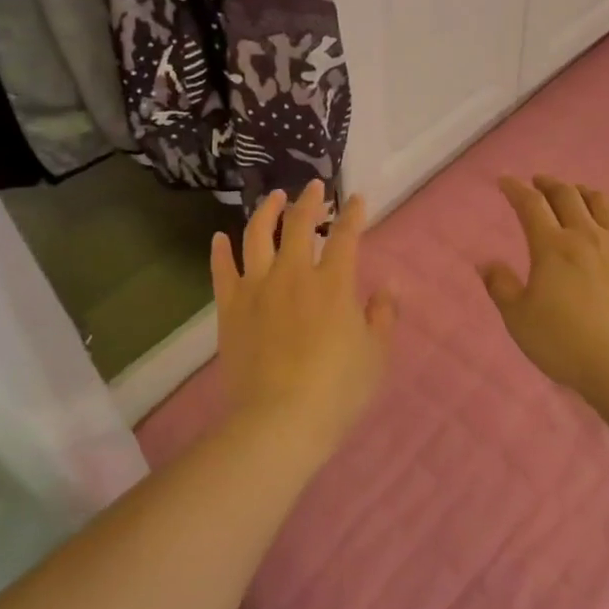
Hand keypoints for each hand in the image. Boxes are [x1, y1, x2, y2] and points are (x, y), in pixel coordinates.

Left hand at [211, 181, 397, 454]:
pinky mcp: (230, 308)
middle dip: (309, 201)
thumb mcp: (375, 355)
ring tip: (273, 197)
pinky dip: (220, 251)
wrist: (278, 421)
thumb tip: (389, 287)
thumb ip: (383, 315)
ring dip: (266, 211)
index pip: (345, 236)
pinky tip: (220, 238)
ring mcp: (257, 289)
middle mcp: (293, 274)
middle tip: (314, 187)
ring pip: (258, 236)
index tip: (356, 199)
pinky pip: (222, 271)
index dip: (352, 214)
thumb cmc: (337, 390)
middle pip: (299, 225)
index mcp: (333, 283)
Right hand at [478, 175, 608, 399]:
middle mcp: (587, 235)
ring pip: (603, 203)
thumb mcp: (518, 318)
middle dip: (549, 184)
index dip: (516, 189)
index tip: (506, 182)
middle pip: (567, 195)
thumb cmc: (564, 342)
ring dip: (584, 192)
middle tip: (539, 182)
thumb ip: (501, 287)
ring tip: (577, 193)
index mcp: (552, 246)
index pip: (530, 205)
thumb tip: (486, 263)